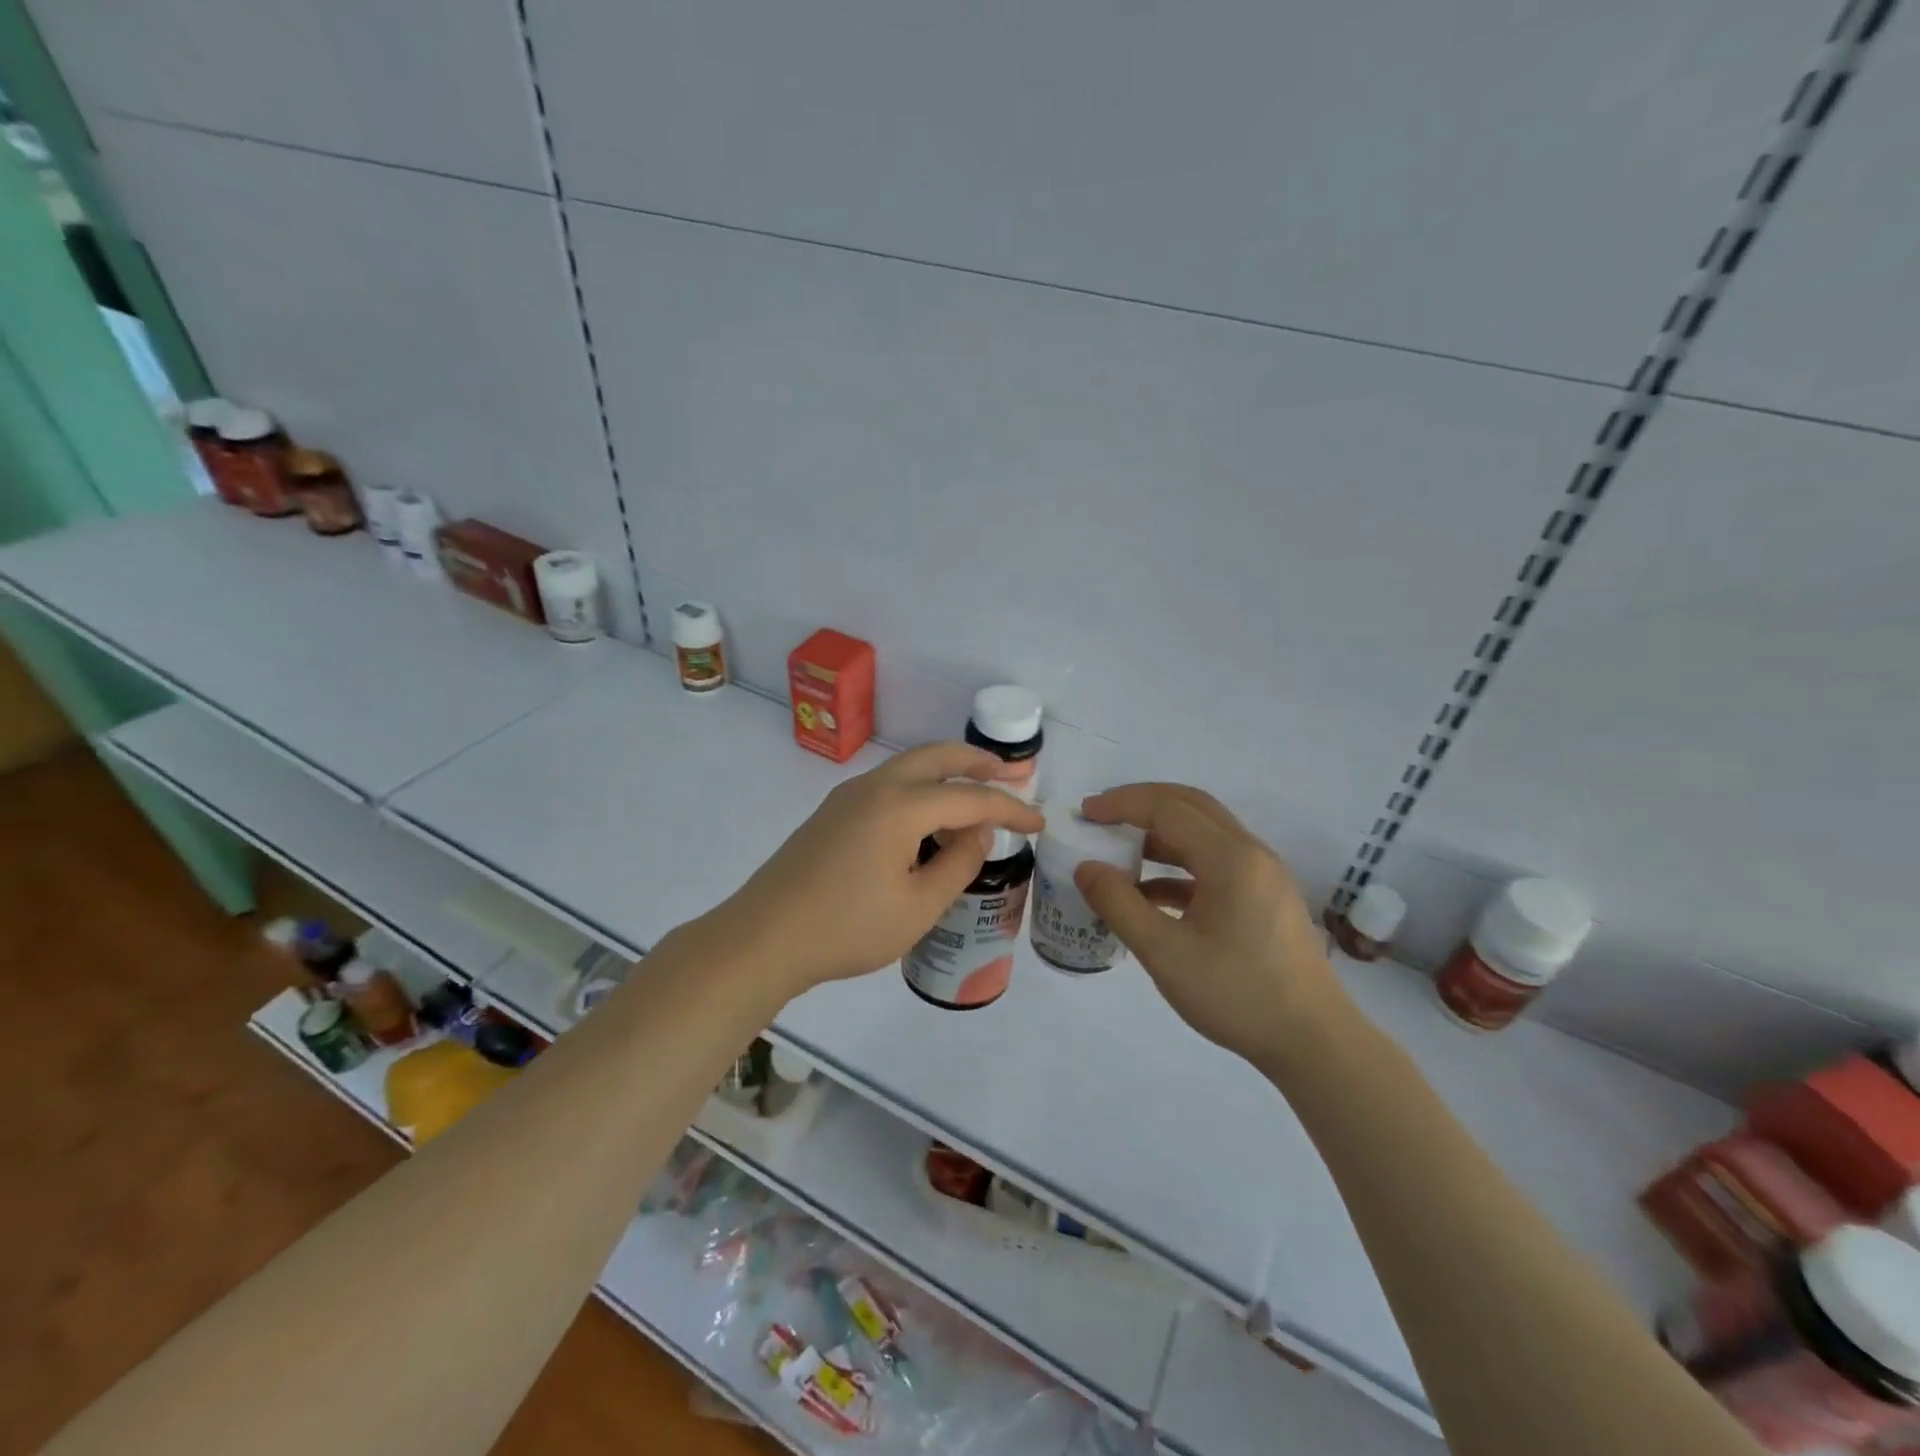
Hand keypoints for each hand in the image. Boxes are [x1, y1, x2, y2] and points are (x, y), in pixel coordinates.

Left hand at [711, 743, 1044, 998]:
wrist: (763, 938)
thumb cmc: (847, 928)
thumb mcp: (918, 906)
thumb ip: (958, 863)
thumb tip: (979, 830)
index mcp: (900, 806)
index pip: (970, 797)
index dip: (1010, 808)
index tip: (1040, 822)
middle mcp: (875, 787)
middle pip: (936, 757)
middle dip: (978, 762)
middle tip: (1012, 775)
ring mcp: (848, 796)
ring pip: (909, 768)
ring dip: (947, 773)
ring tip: (977, 797)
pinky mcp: (833, 813)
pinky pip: (889, 786)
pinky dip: (921, 790)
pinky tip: (929, 820)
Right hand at [1075, 783, 1344, 1064]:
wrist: (1313, 1043)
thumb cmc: (1237, 994)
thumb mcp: (1164, 953)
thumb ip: (1119, 905)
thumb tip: (1086, 867)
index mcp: (1231, 858)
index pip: (1168, 808)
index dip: (1122, 803)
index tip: (1085, 813)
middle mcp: (1251, 853)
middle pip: (1190, 807)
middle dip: (1142, 804)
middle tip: (1101, 816)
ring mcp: (1263, 875)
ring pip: (1204, 834)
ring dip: (1160, 835)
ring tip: (1118, 851)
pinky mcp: (1265, 898)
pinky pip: (1215, 864)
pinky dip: (1179, 866)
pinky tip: (1150, 893)